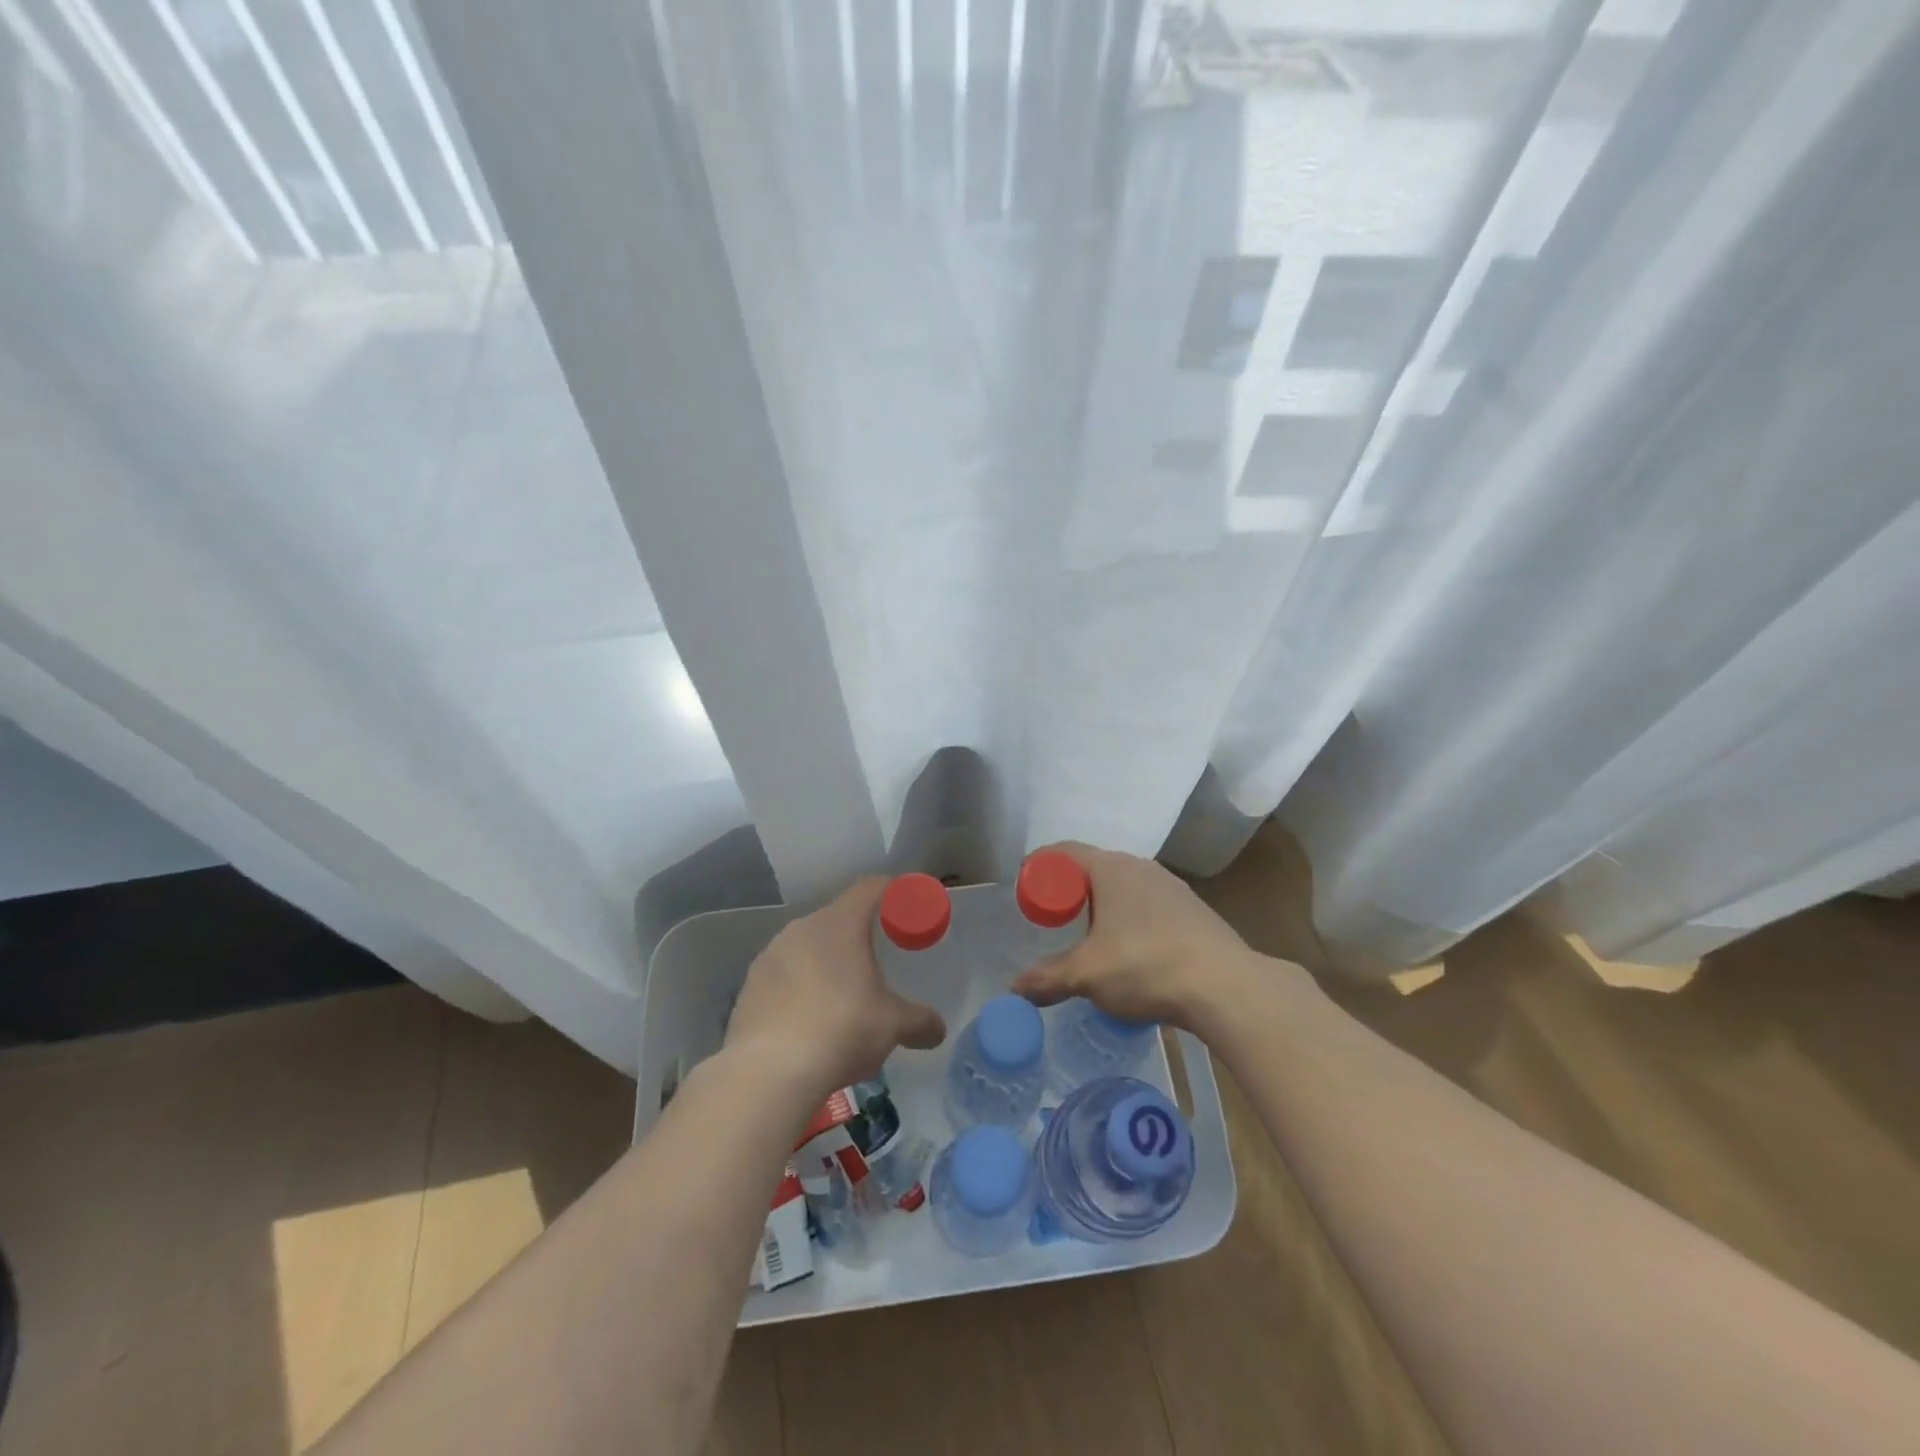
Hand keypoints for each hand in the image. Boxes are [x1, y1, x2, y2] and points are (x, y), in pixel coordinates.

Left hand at [725, 877, 945, 1098]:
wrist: (769, 1072)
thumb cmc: (842, 1030)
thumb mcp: (892, 1026)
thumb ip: (919, 1021)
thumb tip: (938, 1029)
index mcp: (840, 924)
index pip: (870, 888)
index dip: (891, 890)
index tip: (905, 902)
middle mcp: (802, 929)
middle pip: (837, 920)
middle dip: (857, 937)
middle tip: (876, 962)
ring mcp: (770, 956)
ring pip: (806, 949)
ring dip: (824, 964)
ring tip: (840, 998)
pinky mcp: (748, 987)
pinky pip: (782, 977)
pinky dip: (798, 990)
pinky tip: (807, 1023)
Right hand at [1010, 842, 1254, 1030]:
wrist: (1227, 987)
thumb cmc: (1146, 966)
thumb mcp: (1087, 975)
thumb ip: (1048, 978)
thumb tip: (1015, 988)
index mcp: (1111, 868)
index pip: (1064, 852)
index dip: (1040, 867)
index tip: (1025, 890)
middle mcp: (1140, 866)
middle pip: (1093, 867)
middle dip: (1069, 888)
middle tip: (1052, 917)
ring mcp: (1171, 886)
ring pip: (1123, 885)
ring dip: (1101, 904)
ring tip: (1089, 936)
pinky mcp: (1192, 908)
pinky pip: (1147, 903)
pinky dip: (1128, 917)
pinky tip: (1131, 949)